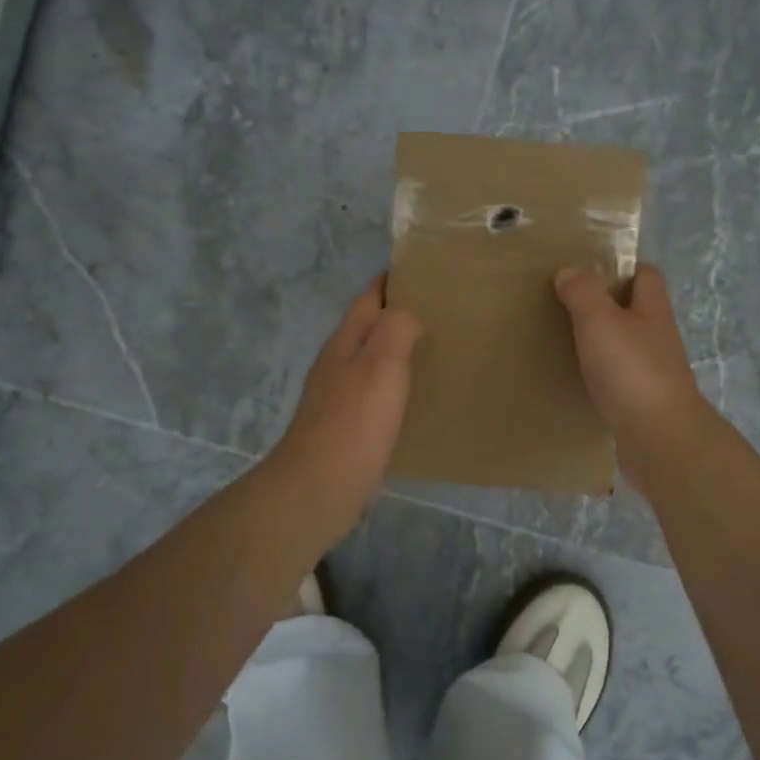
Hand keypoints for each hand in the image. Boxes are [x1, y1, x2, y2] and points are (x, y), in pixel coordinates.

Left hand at [272, 275, 423, 516]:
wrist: (318, 487)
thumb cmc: (354, 421)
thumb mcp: (382, 363)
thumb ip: (396, 328)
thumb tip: (408, 314)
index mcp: (346, 342)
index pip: (368, 298)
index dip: (391, 281)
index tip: (423, 271)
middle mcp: (338, 363)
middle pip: (368, 327)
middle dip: (397, 314)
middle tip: (441, 312)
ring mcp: (338, 396)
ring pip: (371, 359)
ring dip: (397, 350)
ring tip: (435, 350)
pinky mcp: (346, 426)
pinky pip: (375, 391)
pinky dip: (395, 384)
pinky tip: (414, 397)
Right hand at [554, 264, 715, 481]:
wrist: (660, 440)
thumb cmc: (631, 371)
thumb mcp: (600, 321)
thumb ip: (583, 293)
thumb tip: (569, 271)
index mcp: (653, 310)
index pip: (647, 275)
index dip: (623, 266)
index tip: (589, 267)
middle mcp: (658, 338)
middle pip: (636, 311)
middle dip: (607, 304)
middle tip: (566, 303)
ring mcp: (654, 373)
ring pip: (626, 346)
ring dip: (602, 342)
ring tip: (565, 340)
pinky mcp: (643, 404)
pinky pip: (619, 380)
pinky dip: (600, 376)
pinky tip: (577, 380)